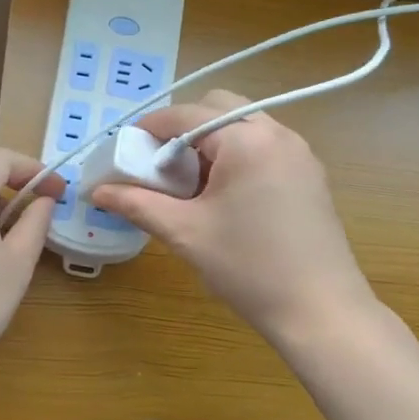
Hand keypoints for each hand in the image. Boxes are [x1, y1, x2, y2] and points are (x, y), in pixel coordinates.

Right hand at [90, 90, 374, 341]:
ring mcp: (300, 153)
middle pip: (219, 108)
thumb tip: (97, 190)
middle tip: (162, 165)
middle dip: (184, 128)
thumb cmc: (249, 268)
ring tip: (191, 184)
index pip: (187, 115)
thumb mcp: (185, 233)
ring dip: (211, 141)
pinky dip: (236, 155)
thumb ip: (138, 204)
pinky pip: (264, 146)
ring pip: (244, 125)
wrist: (321, 311)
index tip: (125, 148)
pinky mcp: (310, 174)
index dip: (150, 127)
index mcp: (247, 140)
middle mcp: (278, 133)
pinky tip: (224, 195)